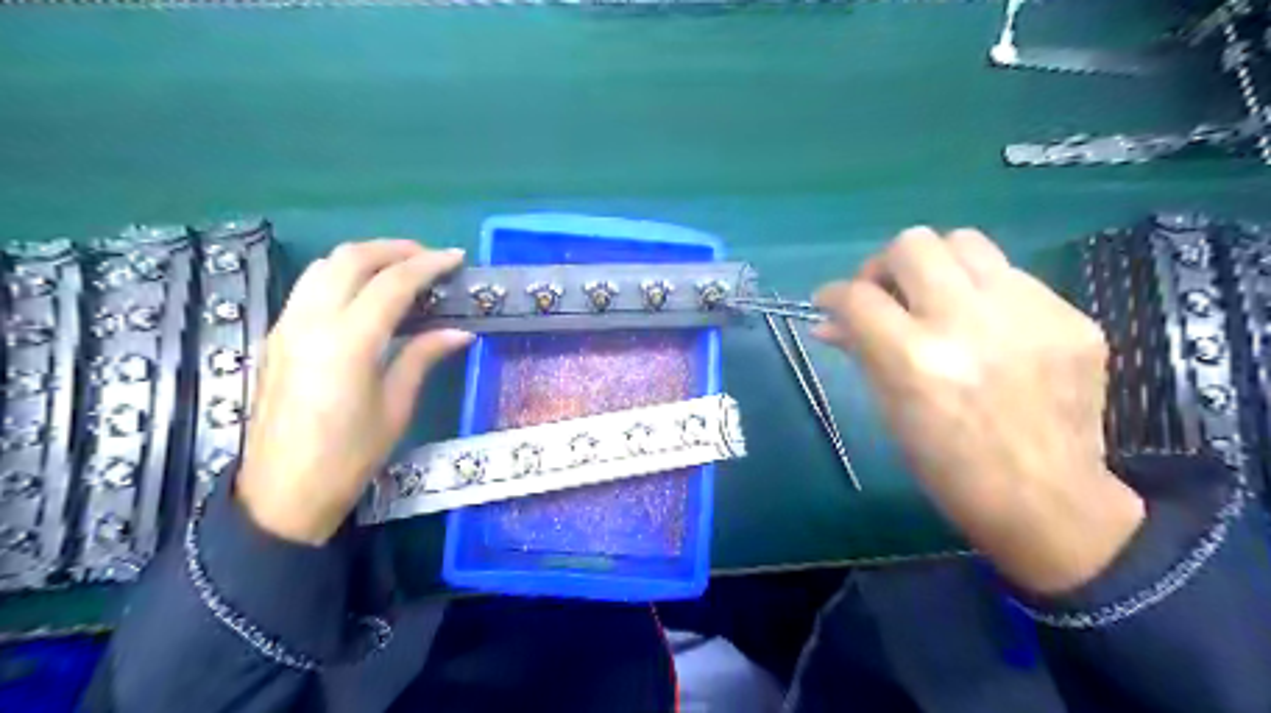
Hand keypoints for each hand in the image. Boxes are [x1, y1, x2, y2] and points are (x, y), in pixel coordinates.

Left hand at [234, 239, 469, 545]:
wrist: (282, 493)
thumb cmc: (349, 457)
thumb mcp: (396, 407)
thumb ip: (423, 357)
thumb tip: (459, 332)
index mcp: (348, 342)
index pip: (392, 283)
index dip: (428, 265)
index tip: (456, 258)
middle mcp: (311, 322)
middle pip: (350, 259)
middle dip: (394, 249)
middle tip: (429, 257)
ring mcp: (287, 326)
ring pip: (323, 266)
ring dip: (365, 257)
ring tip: (400, 268)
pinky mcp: (277, 337)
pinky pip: (309, 287)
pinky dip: (342, 276)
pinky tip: (365, 294)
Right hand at [819, 227, 1149, 596]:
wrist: (1046, 499)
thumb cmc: (947, 466)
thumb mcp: (889, 410)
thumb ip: (860, 351)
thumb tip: (828, 321)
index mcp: (915, 360)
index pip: (857, 296)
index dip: (832, 294)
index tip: (831, 303)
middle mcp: (969, 323)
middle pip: (912, 245)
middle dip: (885, 265)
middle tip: (886, 294)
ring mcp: (1028, 314)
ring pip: (965, 241)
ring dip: (937, 265)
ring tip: (936, 299)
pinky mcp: (1071, 317)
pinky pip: (1012, 277)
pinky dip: (984, 294)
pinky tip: (988, 328)